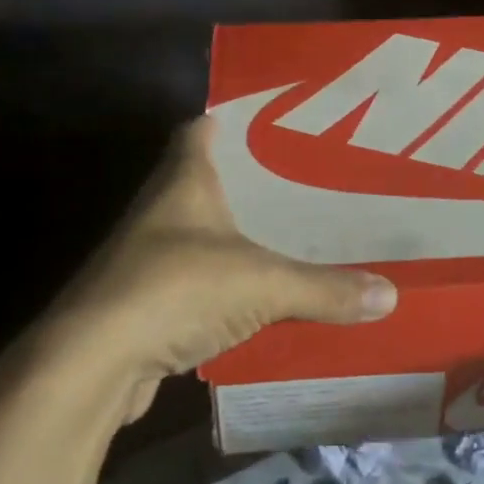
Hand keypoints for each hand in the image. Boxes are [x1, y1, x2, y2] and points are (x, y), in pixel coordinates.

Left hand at [42, 118, 397, 420]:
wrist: (93, 362)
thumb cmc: (176, 289)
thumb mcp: (262, 283)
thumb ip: (324, 288)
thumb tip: (391, 294)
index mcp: (183, 182)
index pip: (200, 130)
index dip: (229, 121)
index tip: (270, 123)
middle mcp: (159, 210)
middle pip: (201, 181)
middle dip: (244, 183)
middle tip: (299, 185)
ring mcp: (144, 258)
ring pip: (196, 234)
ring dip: (231, 237)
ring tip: (285, 238)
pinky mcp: (142, 304)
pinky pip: (191, 283)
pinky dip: (219, 286)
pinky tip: (254, 300)